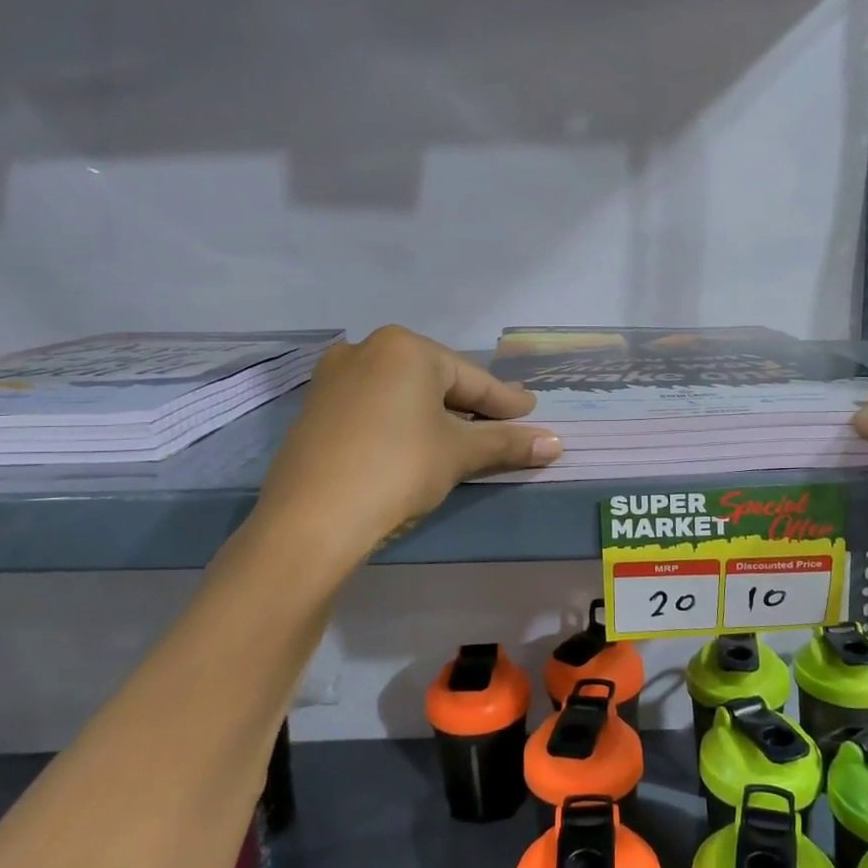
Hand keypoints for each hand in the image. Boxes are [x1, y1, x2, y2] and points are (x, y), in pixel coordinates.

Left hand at [256, 327, 561, 551]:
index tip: (531, 411)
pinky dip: (400, 423)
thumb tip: (556, 444)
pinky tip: (412, 443)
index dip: (505, 401)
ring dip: (434, 415)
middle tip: (501, 422)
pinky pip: (373, 408)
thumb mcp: (458, 454)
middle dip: (469, 405)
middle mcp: (366, 350)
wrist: (311, 519)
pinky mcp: (314, 410)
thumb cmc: (398, 469)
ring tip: (461, 434)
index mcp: (405, 348)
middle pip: (435, 381)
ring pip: (401, 394)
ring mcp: (333, 378)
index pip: (470, 378)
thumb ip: (507, 443)